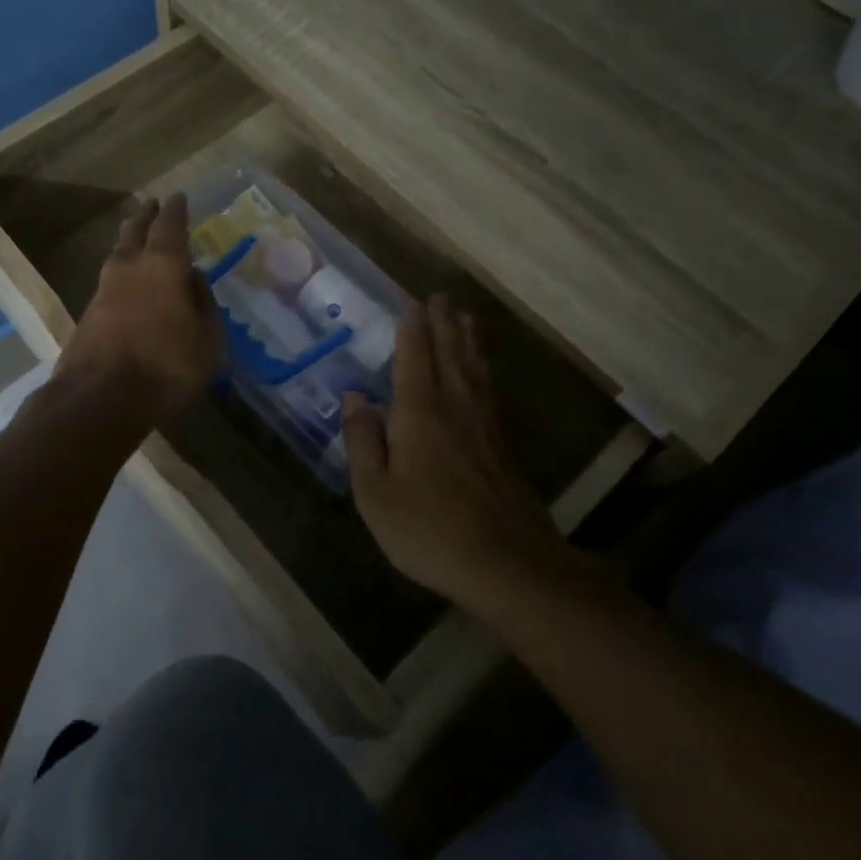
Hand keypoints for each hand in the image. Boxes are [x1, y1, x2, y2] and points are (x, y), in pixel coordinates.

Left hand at [52, 194, 222, 429]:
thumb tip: (193, 279)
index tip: (177, 197)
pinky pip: (110, 282)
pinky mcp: (88, 316)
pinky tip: (126, 283)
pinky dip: (121, 273)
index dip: (175, 211)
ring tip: (135, 238)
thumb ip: (203, 304)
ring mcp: (103, 291)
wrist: (99, 398)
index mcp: (163, 266)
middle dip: (145, 217)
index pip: (170, 227)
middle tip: (150, 205)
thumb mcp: (207, 339)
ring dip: (128, 242)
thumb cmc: (166, 366)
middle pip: (135, 233)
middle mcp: (130, 269)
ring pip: (118, 255)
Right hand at [342, 296, 568, 609]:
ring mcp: (484, 424)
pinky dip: (482, 368)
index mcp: (419, 411)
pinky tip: (482, 371)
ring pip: (474, 368)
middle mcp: (455, 405)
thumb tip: (353, 395)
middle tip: (440, 295)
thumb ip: (362, 440)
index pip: (414, 355)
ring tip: (465, 317)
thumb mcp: (375, 492)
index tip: (412, 301)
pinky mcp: (502, 445)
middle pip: (450, 352)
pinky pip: (488, 389)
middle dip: (443, 322)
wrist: (507, 563)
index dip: (412, 327)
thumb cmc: (429, 529)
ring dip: (467, 339)